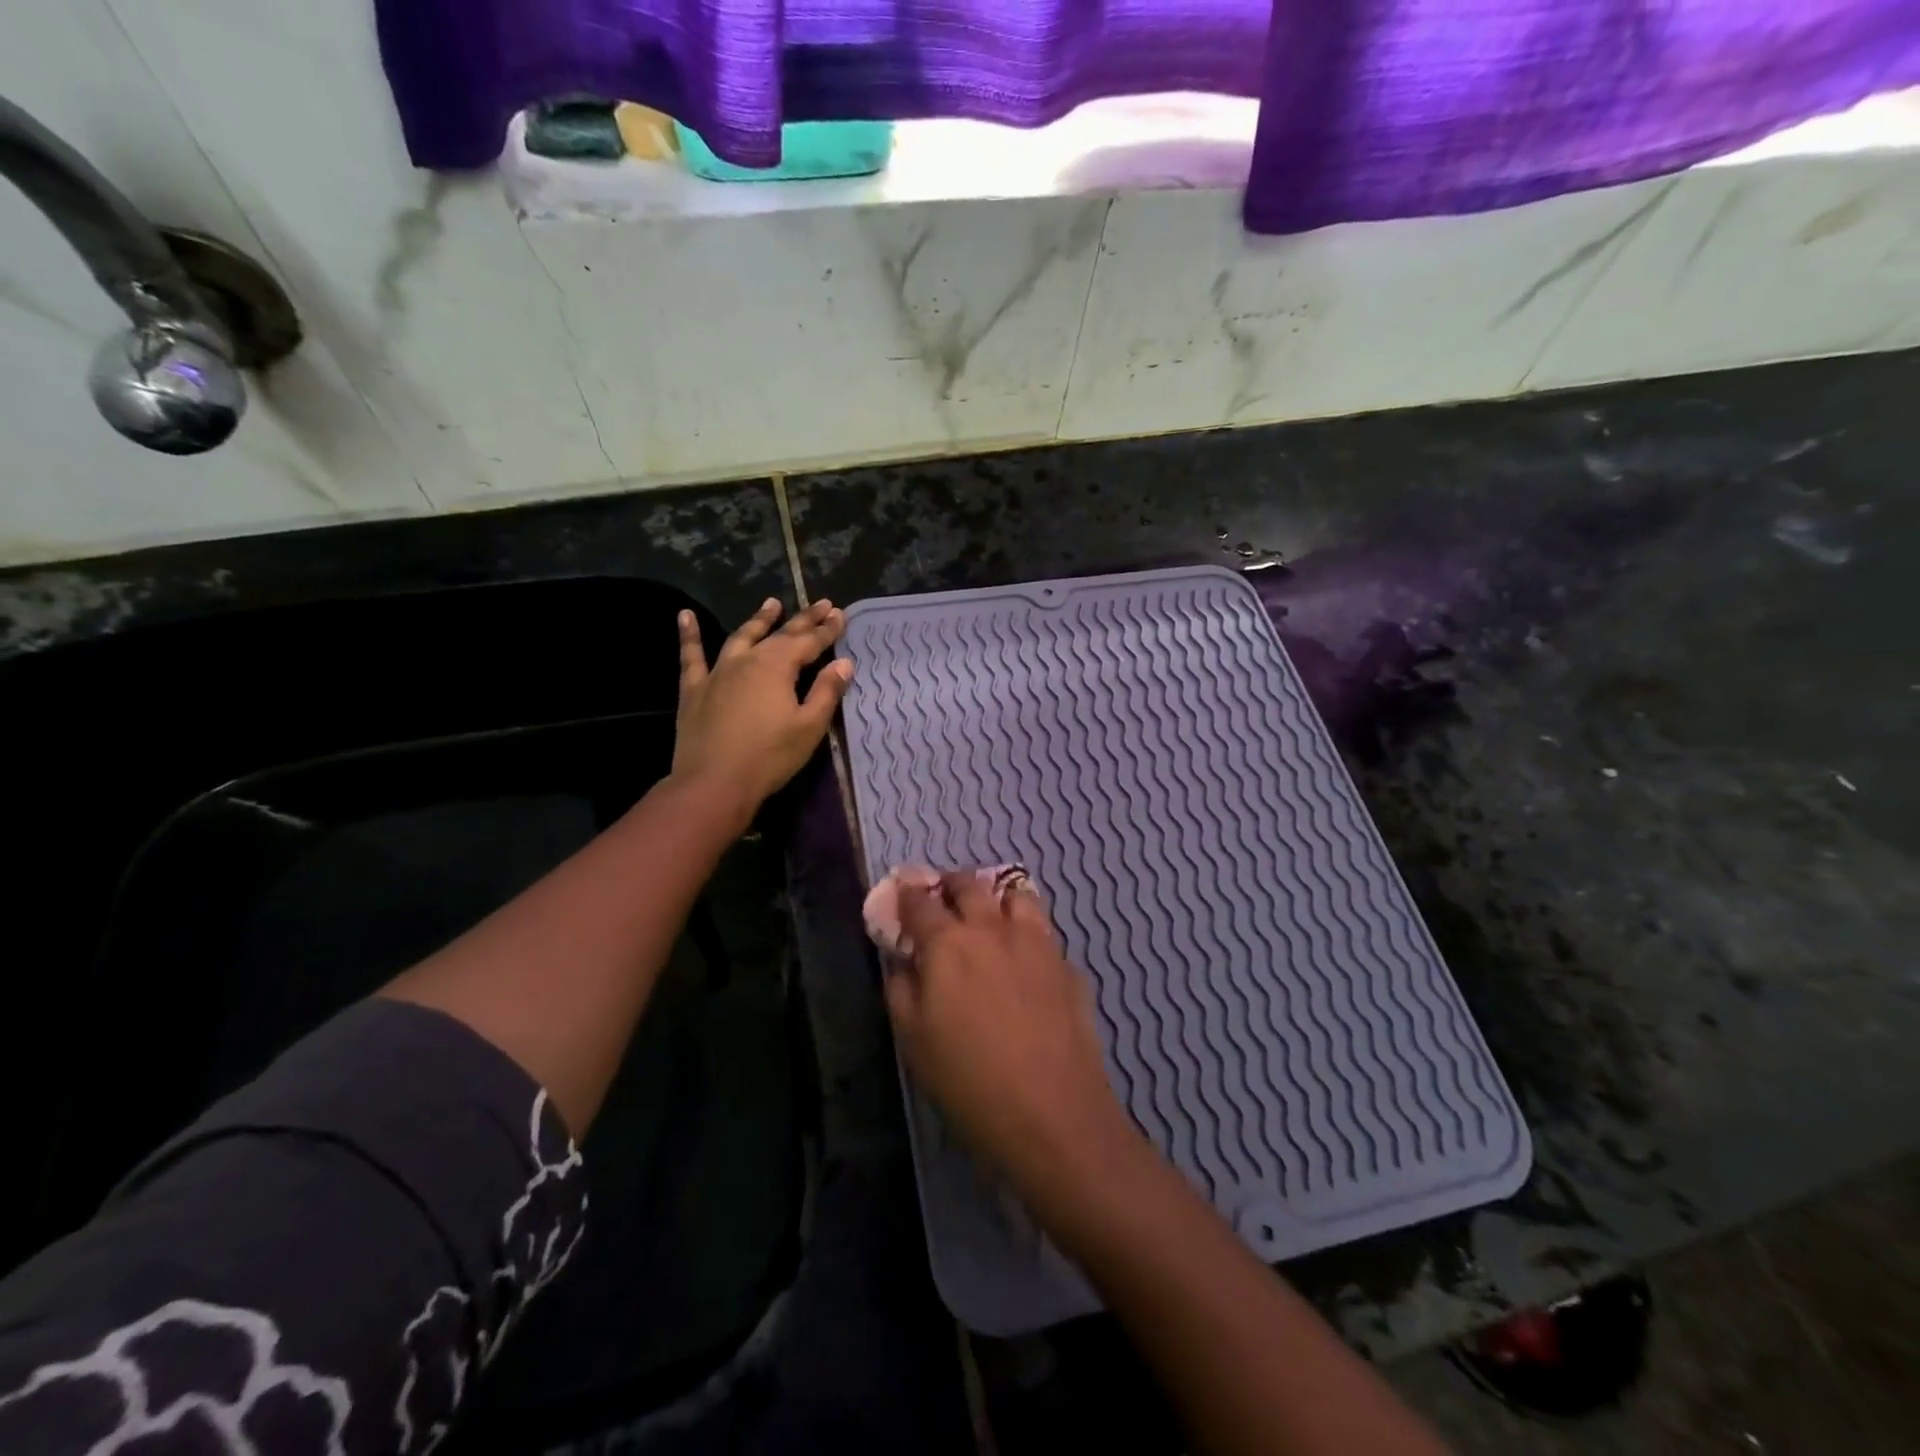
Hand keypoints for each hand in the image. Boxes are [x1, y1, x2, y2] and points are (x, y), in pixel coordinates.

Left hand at [672, 598, 852, 823]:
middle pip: (780, 634)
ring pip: (741, 637)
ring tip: (772, 603)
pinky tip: (685, 616)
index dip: (827, 629)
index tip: (840, 614)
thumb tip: (843, 663)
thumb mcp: (809, 727)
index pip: (809, 642)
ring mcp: (718, 672)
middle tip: (822, 603)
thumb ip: (827, 692)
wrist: (713, 783)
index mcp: (778, 666)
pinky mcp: (695, 689)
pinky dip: (689, 635)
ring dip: (759, 620)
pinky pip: (692, 656)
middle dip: (804, 619)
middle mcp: (748, 659)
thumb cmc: (769, 757)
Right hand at [885, 870, 1138, 1210]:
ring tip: (989, 918)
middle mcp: (993, 929)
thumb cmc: (969, 1081)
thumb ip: (901, 988)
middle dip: (950, 885)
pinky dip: (1028, 934)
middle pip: (969, 884)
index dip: (907, 896)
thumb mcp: (913, 1040)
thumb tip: (903, 960)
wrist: (1053, 1115)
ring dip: (996, 898)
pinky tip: (1025, 963)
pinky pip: (1044, 933)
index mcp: (949, 943)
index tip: (902, 897)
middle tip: (943, 901)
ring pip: (1017, 894)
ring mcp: (1037, 943)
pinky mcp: (1068, 965)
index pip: (920, 902)